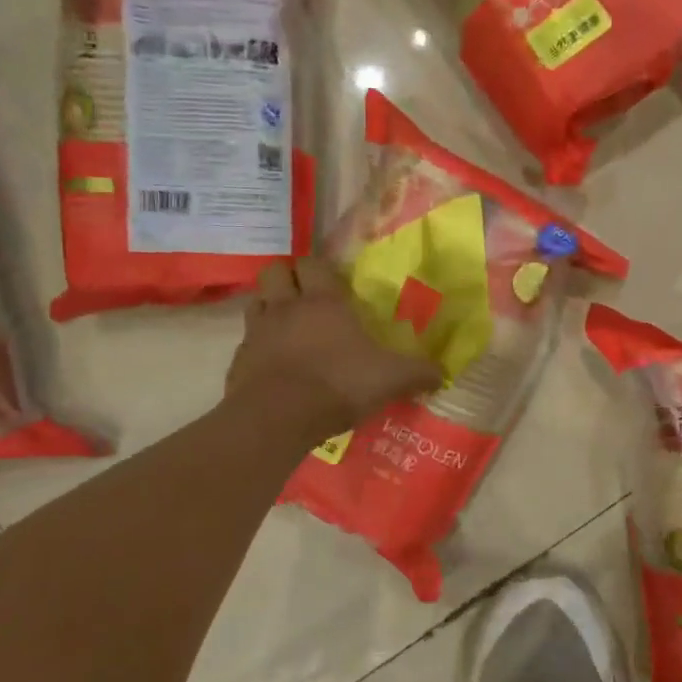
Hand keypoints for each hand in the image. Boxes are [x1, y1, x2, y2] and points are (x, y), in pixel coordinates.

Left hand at [225, 258, 443, 440]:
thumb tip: (442, 374)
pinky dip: (257, 347)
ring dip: (269, 307)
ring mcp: (257, 332)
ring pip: (256, 301)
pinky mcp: (238, 360)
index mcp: (323, 302)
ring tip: (287, 327)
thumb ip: (418, 373)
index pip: (313, 263)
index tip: (330, 280)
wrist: (278, 418)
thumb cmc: (338, 384)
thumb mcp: (391, 379)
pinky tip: (272, 365)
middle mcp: (286, 307)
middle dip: (287, 278)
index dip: (319, 267)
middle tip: (305, 297)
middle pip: (275, 271)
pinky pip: (246, 342)